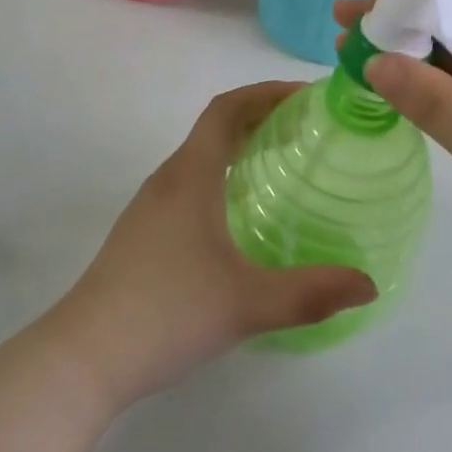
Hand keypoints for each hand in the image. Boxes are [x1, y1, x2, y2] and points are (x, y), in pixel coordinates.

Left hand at [46, 82, 376, 408]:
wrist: (83, 359)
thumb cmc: (166, 313)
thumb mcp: (247, 304)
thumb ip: (311, 292)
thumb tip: (369, 285)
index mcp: (191, 176)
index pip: (226, 109)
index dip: (265, 92)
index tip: (306, 95)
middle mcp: (168, 180)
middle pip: (215, 127)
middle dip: (261, 116)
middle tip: (308, 128)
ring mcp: (150, 207)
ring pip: (200, 156)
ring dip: (240, 145)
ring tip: (282, 163)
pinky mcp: (142, 234)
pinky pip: (190, 183)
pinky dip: (222, 175)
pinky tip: (241, 213)